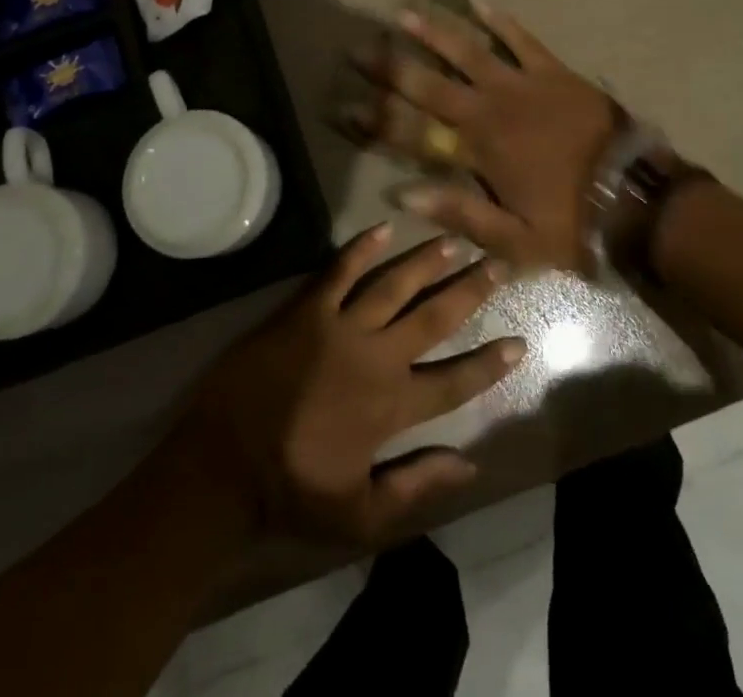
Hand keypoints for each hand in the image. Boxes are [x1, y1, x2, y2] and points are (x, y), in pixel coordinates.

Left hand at [180, 224, 523, 549]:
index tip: (519, 342)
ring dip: (425, 262)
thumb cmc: (294, 489)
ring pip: (394, 285)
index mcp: (391, 406)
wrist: (223, 464)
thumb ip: (417, 486)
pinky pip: (339, 272)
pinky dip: (360, 249)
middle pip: (433, 317)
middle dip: (469, 290)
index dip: (489, 364)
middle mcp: (375, 357)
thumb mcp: (361, 513)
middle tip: (498, 264)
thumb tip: (470, 464)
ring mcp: (340, 328)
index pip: (454, 381)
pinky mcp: (306, 311)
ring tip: (454, 241)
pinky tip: (382, 228)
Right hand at [359, 1, 614, 274]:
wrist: (637, 198)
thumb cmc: (574, 223)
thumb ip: (459, 213)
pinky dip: (501, 21)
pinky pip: (522, 40)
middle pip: (431, 84)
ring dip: (435, 33)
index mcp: (479, 150)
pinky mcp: (554, 72)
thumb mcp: (515, 239)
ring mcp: (524, 85)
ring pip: (470, 52)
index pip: (414, 132)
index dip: (375, 120)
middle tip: (358, 49)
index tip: (342, 105)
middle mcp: (492, 109)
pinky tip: (479, 2)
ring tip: (405, 14)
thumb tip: (403, 193)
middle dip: (391, 67)